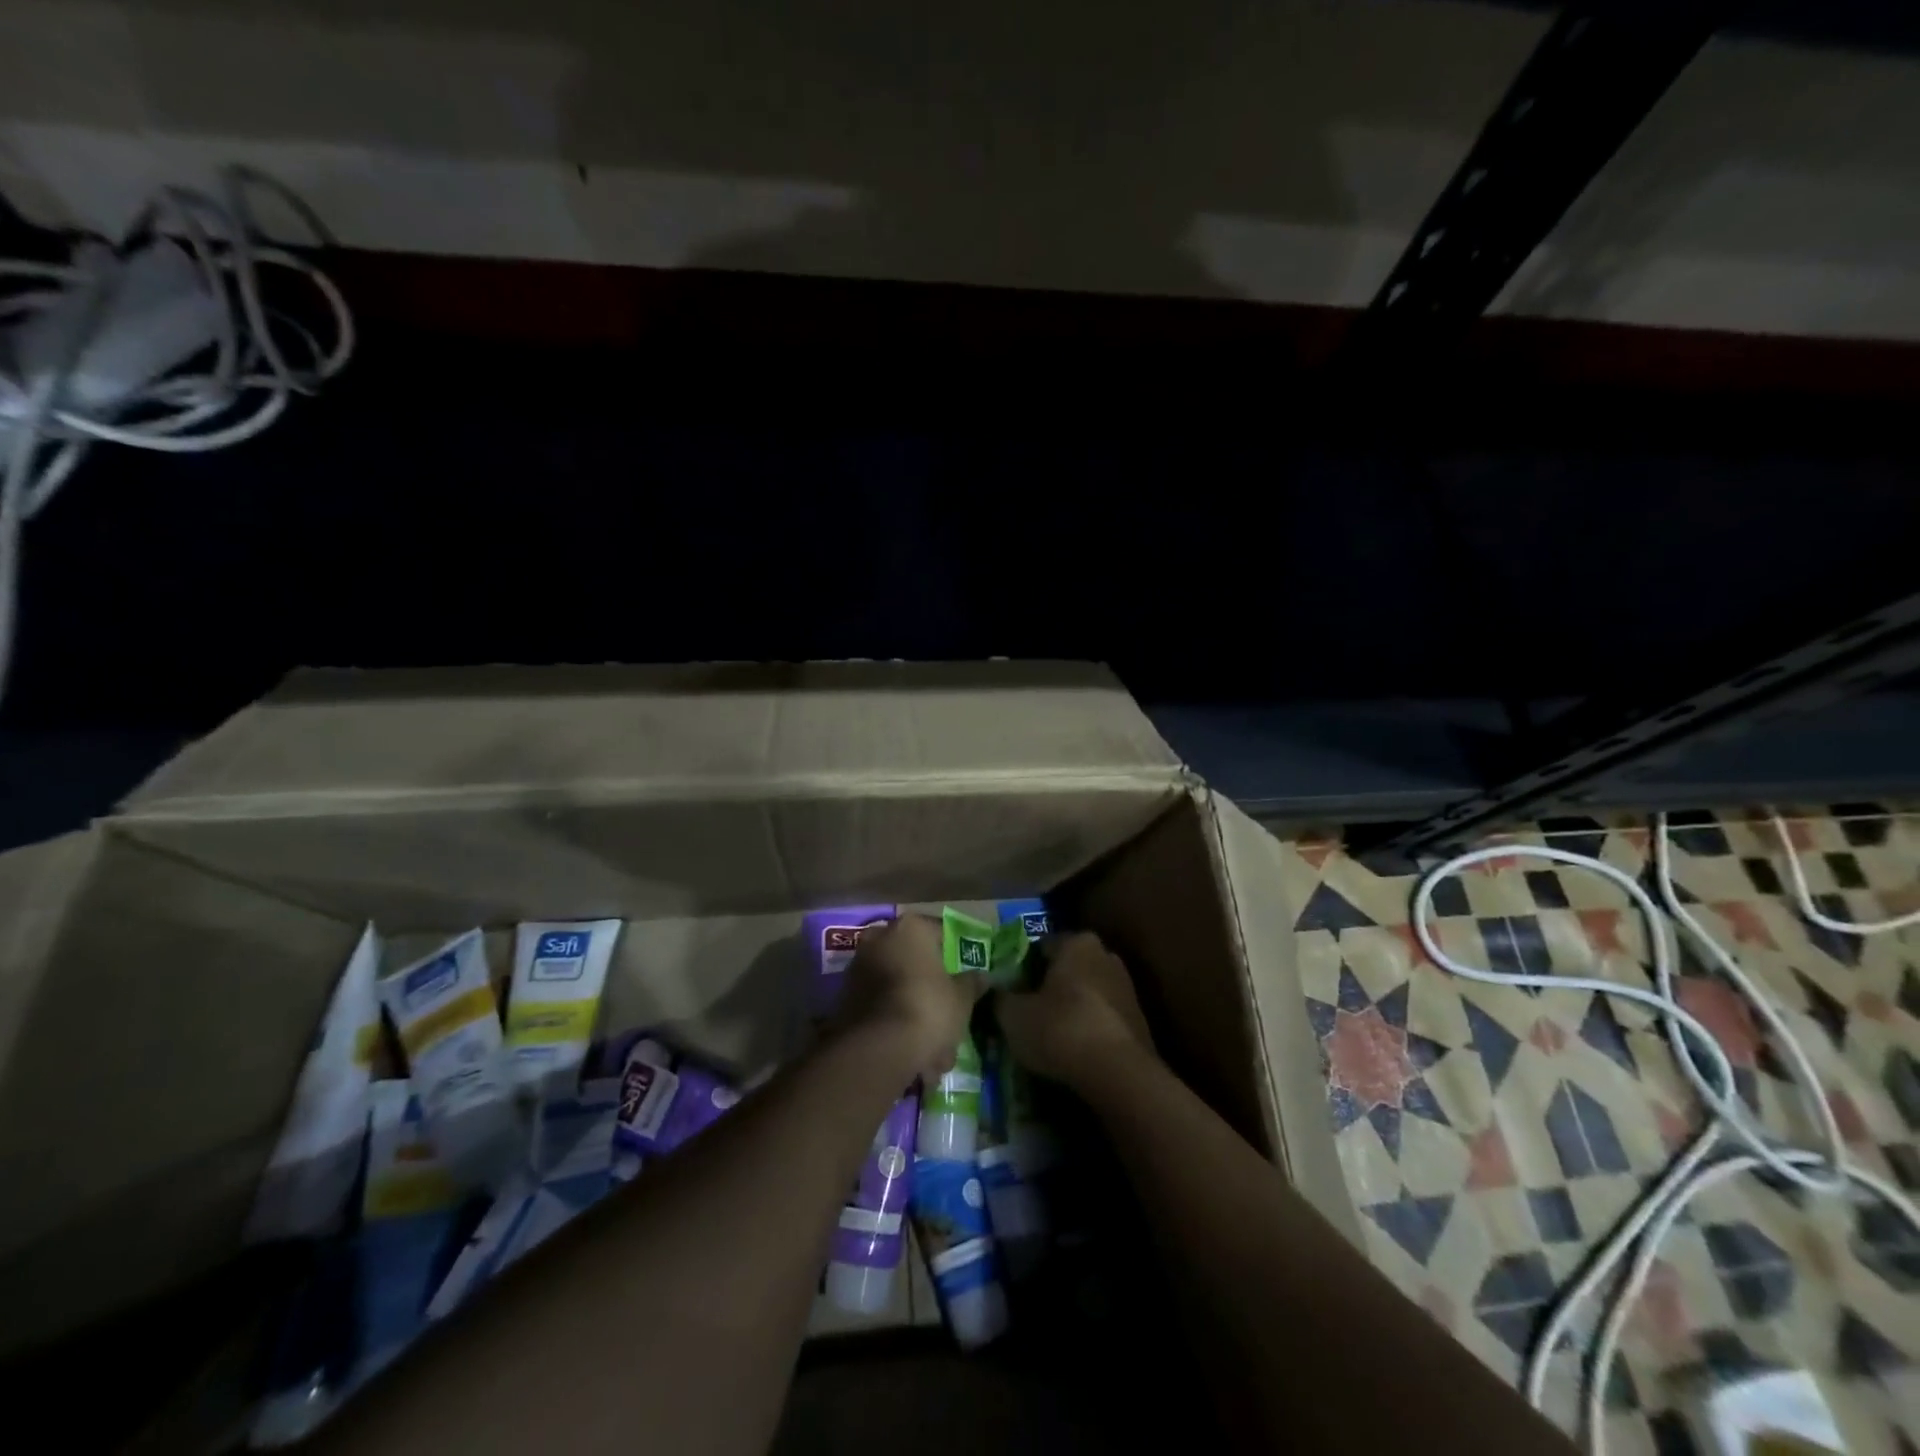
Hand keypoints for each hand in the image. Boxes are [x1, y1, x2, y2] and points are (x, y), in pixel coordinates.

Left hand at [831, 915, 983, 1085]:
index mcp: (911, 929)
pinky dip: (894, 1028)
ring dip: (914, 1016)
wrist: (876, 1048)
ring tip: (934, 1055)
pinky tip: (913, 1059)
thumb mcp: (961, 998)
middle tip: (948, 1021)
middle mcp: (880, 939)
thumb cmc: (928, 1008)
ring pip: (897, 990)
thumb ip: (971, 983)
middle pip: (914, 963)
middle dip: (930, 993)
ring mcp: (858, 968)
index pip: (939, 933)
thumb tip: (981, 976)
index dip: (953, 957)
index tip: (963, 979)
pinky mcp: (844, 999)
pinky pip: (880, 1009)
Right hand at [994, 931, 1155, 1091]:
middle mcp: (1105, 955)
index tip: (1010, 990)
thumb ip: (1001, 998)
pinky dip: (1088, 1026)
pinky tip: (1074, 1049)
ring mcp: (1126, 987)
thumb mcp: (1014, 1016)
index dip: (1022, 968)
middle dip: (1049, 985)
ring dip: (1070, 1007)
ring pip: (1087, 992)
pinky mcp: (1138, 1018)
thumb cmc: (1061, 1029)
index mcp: (1077, 943)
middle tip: (1027, 1010)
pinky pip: (1102, 1016)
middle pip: (1067, 968)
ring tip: (1049, 1034)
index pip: (1041, 947)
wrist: (1119, 1074)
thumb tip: (998, 993)